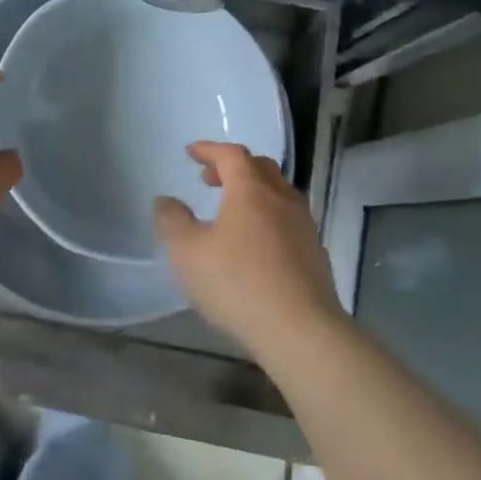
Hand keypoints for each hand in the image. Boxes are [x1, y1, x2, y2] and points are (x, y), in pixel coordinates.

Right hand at [153, 143, 344, 348]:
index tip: (191, 152)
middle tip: (209, 178)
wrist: (299, 330)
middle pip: (261, 169)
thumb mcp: (186, 251)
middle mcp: (282, 201)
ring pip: (278, 195)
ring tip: (229, 210)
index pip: (232, 155)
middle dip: (233, 167)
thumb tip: (166, 201)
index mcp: (251, 191)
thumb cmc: (236, 283)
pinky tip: (252, 243)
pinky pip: (286, 221)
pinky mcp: (314, 254)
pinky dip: (265, 217)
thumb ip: (171, 220)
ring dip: (252, 192)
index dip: (209, 149)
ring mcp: (303, 227)